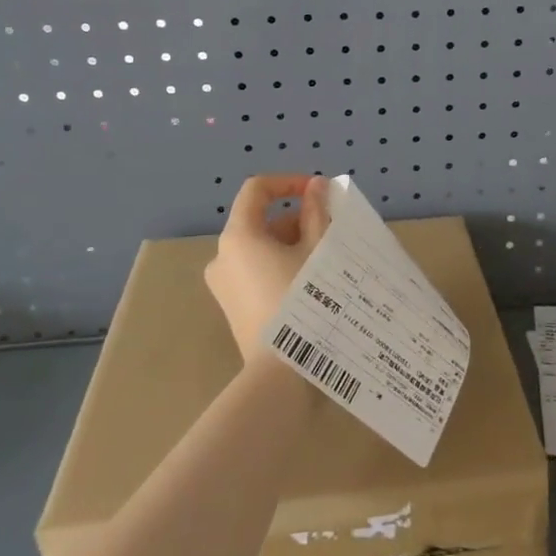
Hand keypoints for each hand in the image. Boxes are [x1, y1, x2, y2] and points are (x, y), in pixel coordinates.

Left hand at [204, 174, 330, 359]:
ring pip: (261, 248)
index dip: (289, 182)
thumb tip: (315, 187)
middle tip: (332, 232)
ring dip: (292, 244)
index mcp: (238, 236)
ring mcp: (224, 284)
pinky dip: (281, 266)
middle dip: (298, 219)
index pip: (257, 190)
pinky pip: (257, 272)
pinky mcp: (232, 307)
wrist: (280, 373)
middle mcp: (223, 256)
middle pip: (261, 221)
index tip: (319, 192)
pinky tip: (311, 284)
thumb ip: (317, 212)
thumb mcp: (317, 251)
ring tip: (328, 260)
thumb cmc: (302, 301)